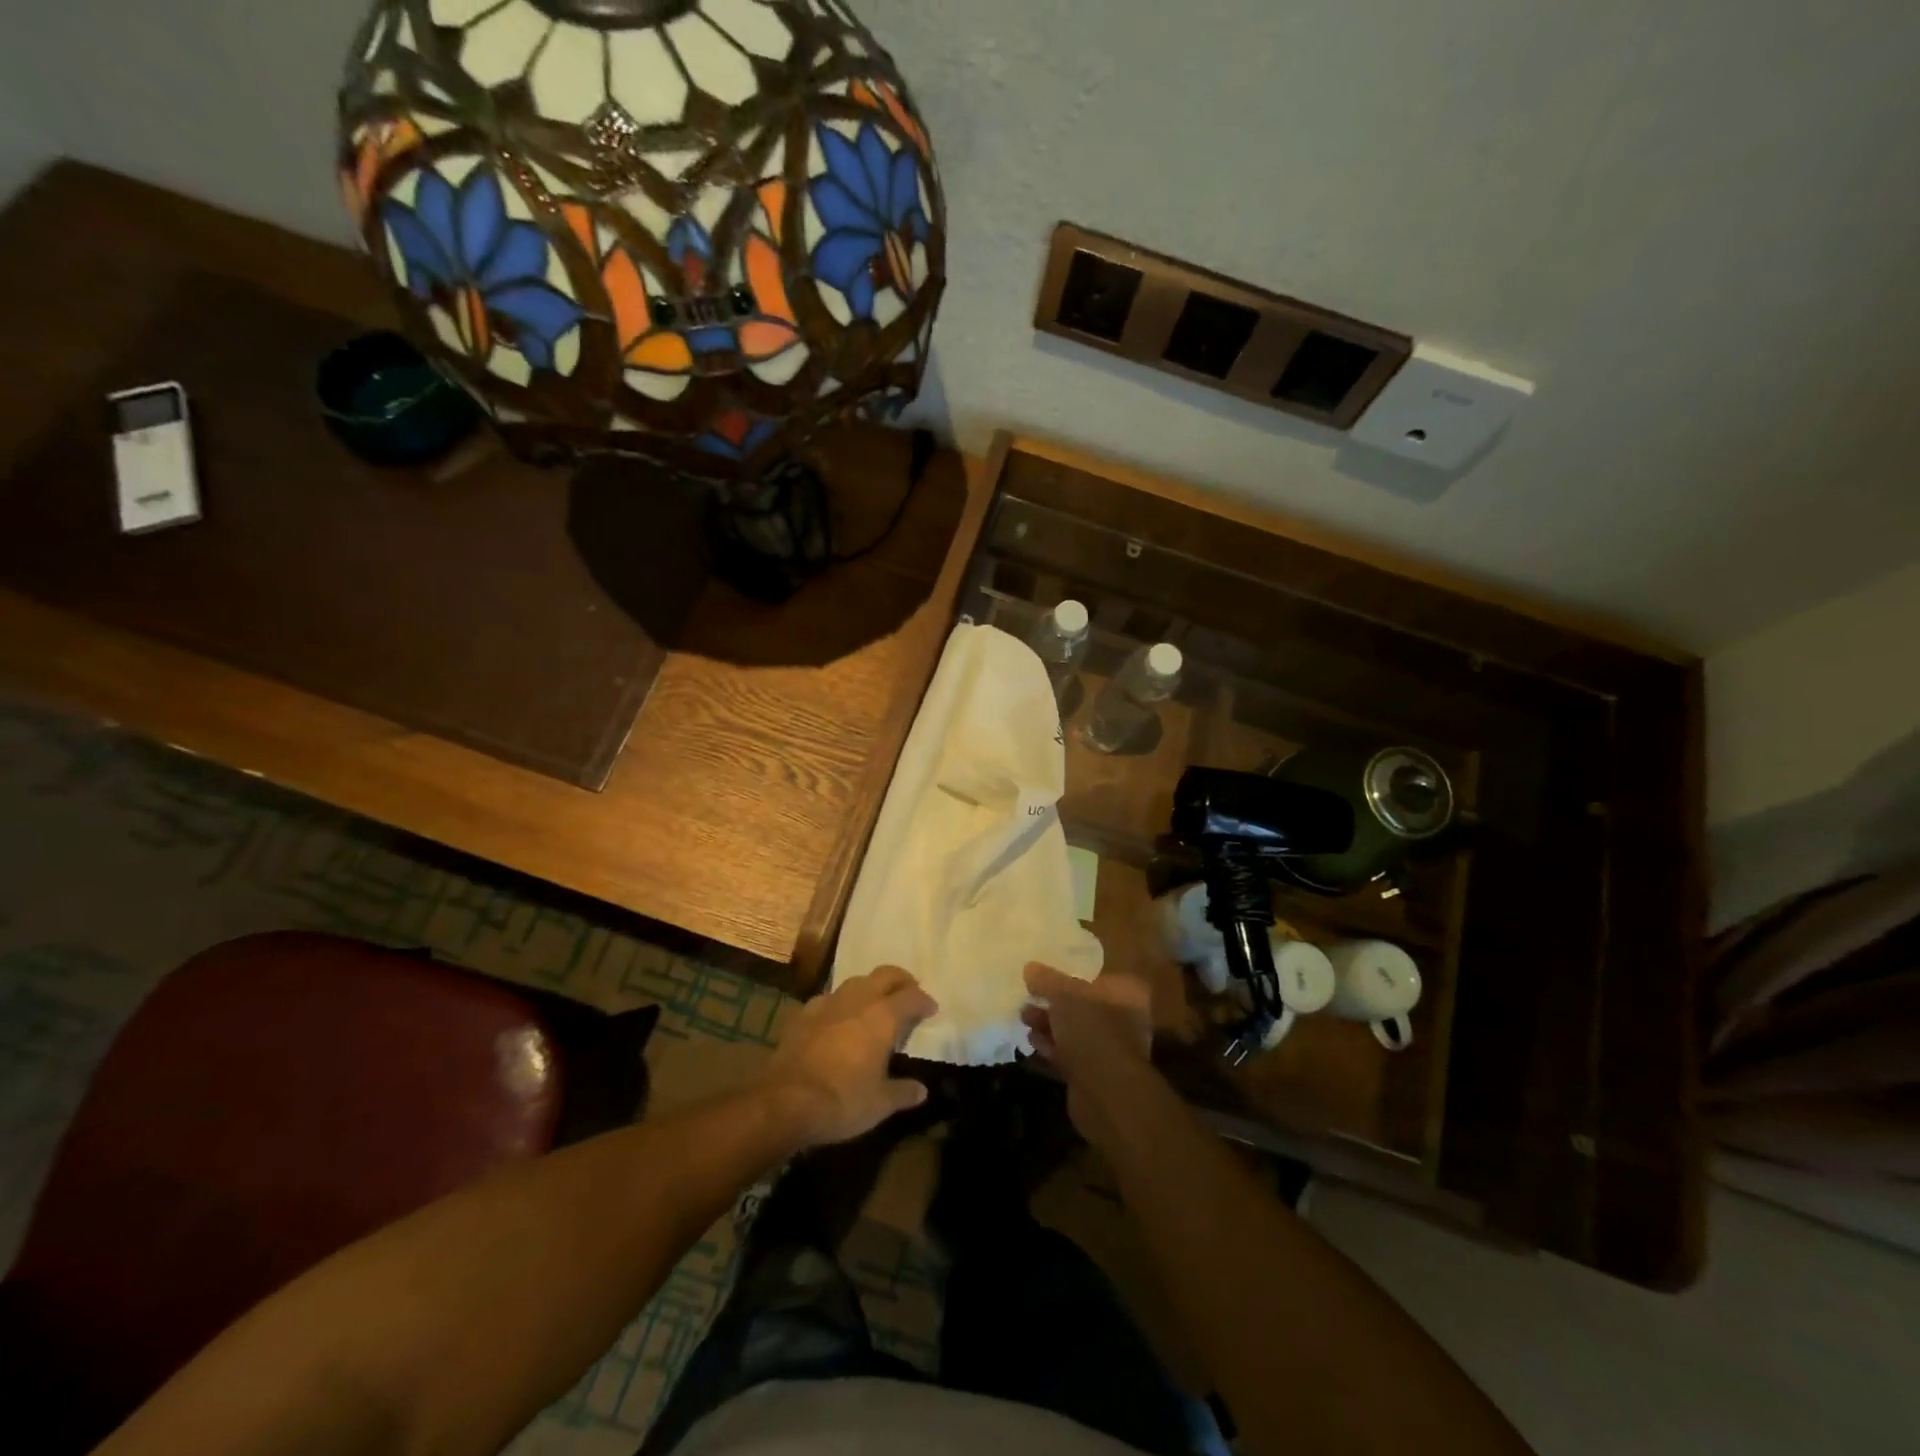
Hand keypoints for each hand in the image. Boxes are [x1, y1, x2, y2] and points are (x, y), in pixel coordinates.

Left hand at [763, 966, 937, 1147]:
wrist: (784, 1102)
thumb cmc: (842, 1101)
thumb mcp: (880, 1104)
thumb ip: (903, 1092)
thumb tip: (921, 1091)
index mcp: (882, 1017)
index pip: (911, 997)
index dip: (924, 1000)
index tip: (931, 1010)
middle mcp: (857, 1001)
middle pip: (884, 975)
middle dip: (900, 980)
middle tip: (909, 992)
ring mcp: (827, 1004)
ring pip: (856, 982)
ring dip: (871, 987)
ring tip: (876, 1003)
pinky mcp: (803, 1015)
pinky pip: (829, 999)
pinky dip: (841, 1003)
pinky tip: (839, 1017)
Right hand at [1020, 963, 1153, 1142]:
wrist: (1106, 1093)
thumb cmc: (1092, 1030)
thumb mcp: (1064, 995)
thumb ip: (1047, 980)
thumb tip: (1030, 967)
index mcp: (1126, 994)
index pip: (1099, 977)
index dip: (1072, 975)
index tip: (1046, 976)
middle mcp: (1124, 1019)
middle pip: (1084, 1005)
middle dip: (1055, 1002)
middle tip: (1028, 997)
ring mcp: (1111, 1050)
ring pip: (1075, 1031)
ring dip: (1050, 1025)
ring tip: (1023, 1017)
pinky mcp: (1095, 1074)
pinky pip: (1070, 1054)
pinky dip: (1052, 1047)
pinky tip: (1031, 1041)